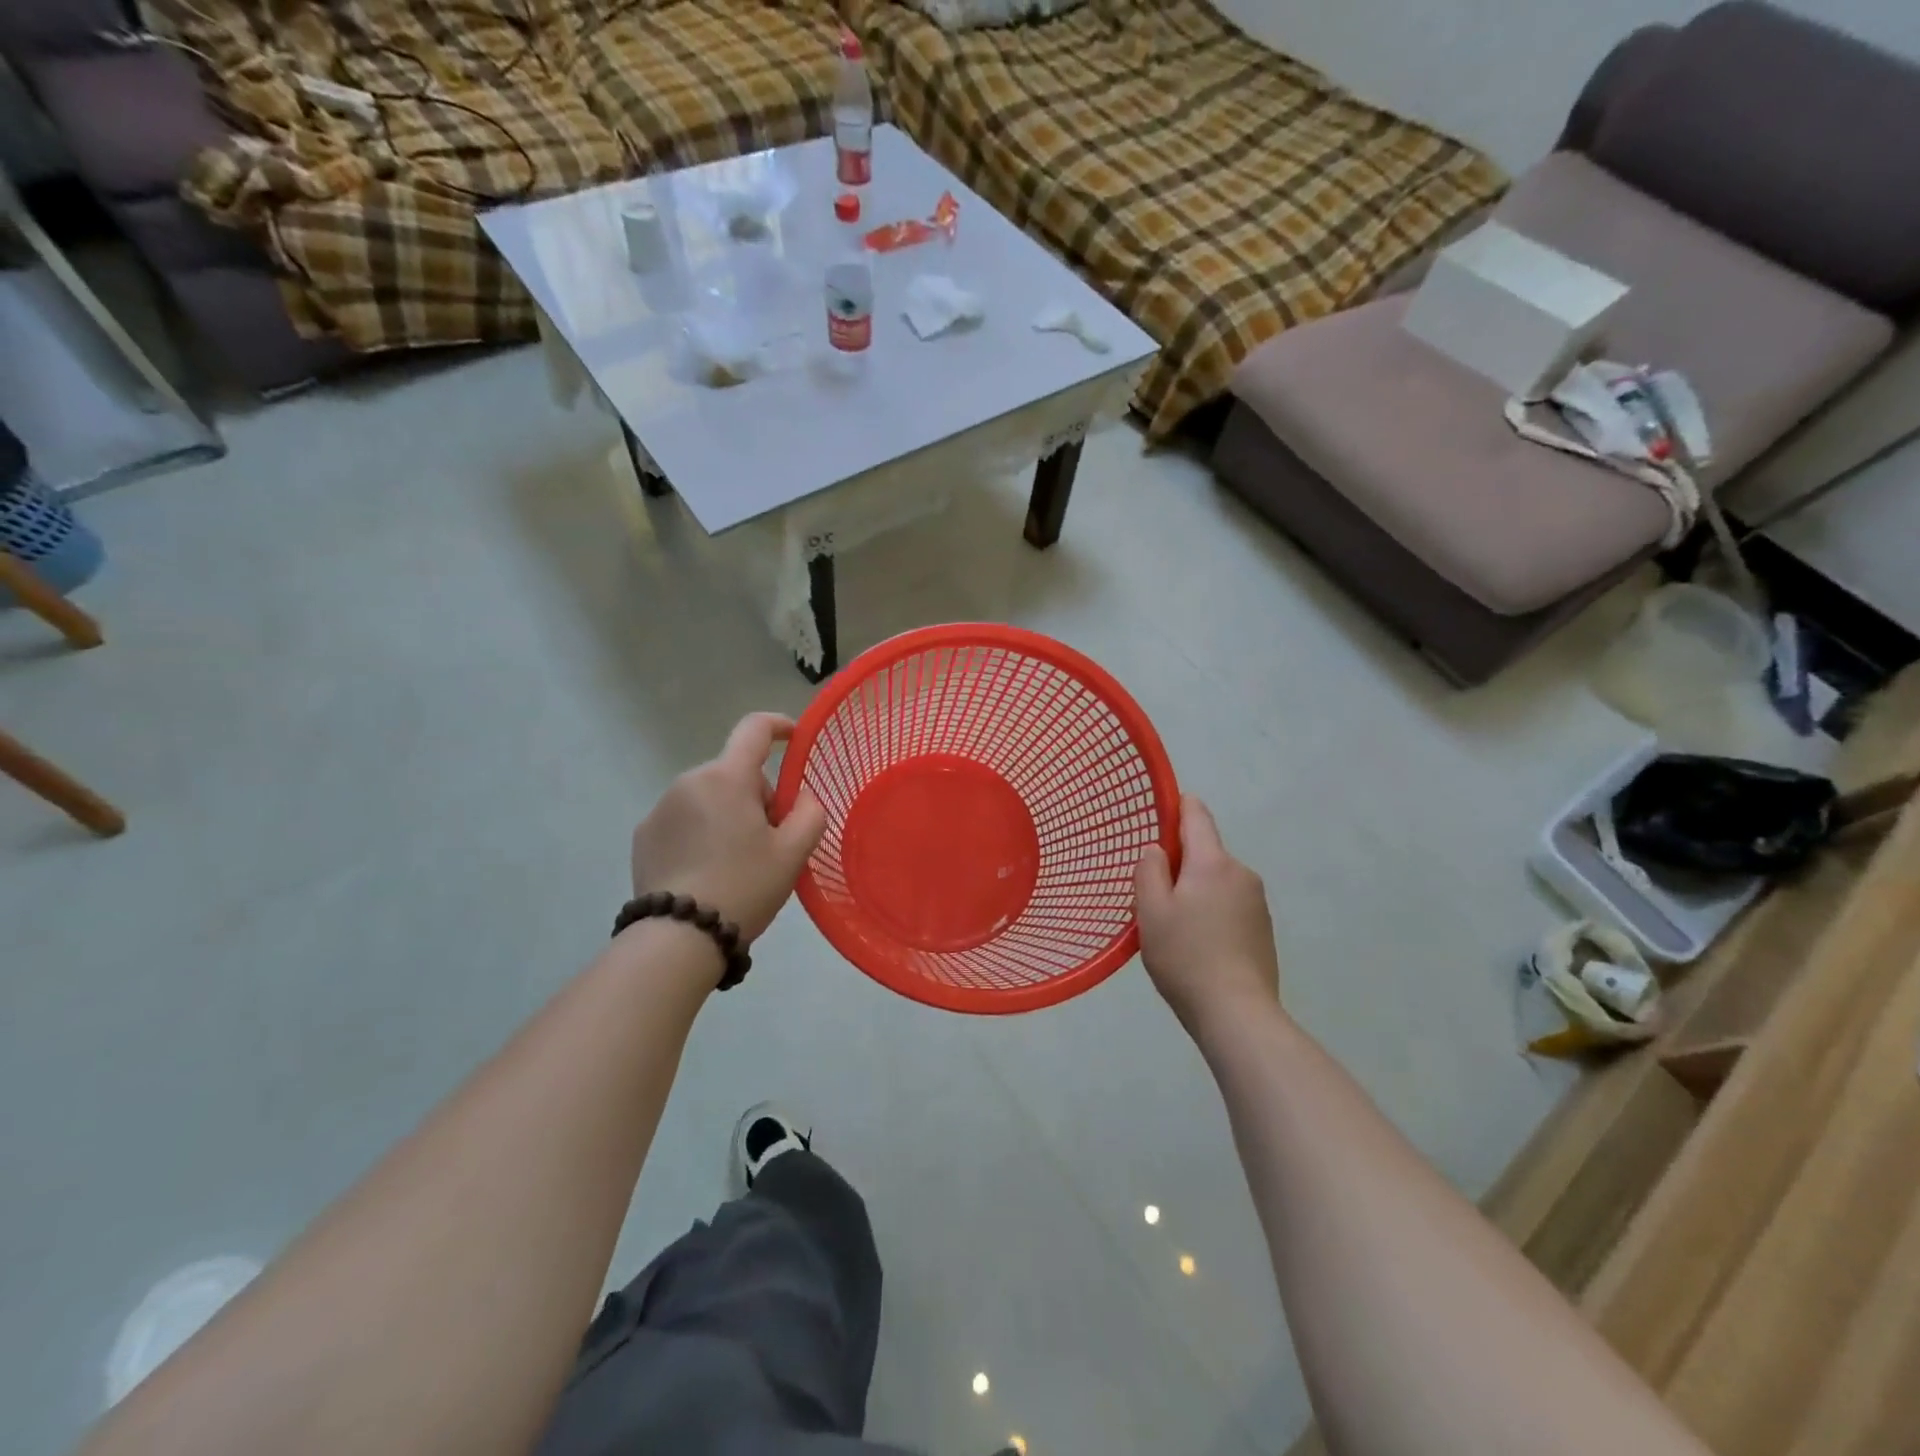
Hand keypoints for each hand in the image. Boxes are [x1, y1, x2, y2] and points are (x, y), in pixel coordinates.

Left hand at [630, 713, 827, 944]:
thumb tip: (801, 797)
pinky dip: (701, 833)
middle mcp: (689, 781)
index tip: (793, 737)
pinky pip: (684, 819)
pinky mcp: (644, 835)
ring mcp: (661, 808)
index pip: (755, 729)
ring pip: (709, 797)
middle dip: (757, 797)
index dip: (779, 725)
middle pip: (735, 773)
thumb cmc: (745, 887)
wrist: (679, 937)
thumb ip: (810, 812)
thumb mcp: (794, 853)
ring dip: (728, 815)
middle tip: (770, 841)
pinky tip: (706, 872)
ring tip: (736, 863)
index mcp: (727, 778)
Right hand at [1134, 795, 1281, 1039]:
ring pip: (1216, 881)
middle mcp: (1240, 872)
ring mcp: (1257, 901)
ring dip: (1196, 891)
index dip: (1178, 806)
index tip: (1160, 810)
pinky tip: (1198, 946)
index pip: (1196, 815)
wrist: (1238, 1014)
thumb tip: (1158, 850)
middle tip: (1152, 896)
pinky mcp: (1263, 929)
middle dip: (1179, 864)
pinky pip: (1230, 905)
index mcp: (1212, 862)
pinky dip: (1212, 913)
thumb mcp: (1150, 911)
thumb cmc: (1185, 957)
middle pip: (1204, 852)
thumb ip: (1149, 871)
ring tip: (1174, 929)